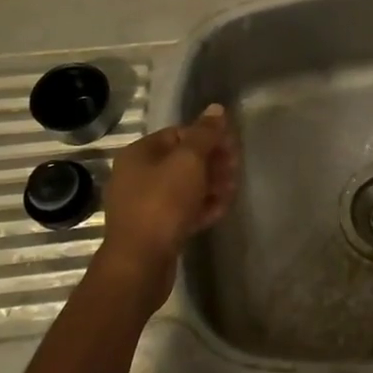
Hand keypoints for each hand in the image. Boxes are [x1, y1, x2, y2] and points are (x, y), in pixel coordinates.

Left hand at [97, 105, 237, 309]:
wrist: (139, 263)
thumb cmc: (163, 203)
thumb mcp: (189, 161)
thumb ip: (205, 133)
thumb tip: (216, 109)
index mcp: (140, 153)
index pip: (179, 133)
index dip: (208, 137)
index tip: (232, 148)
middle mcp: (137, 175)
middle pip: (182, 160)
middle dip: (212, 163)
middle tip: (235, 171)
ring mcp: (143, 204)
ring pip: (183, 187)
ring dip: (210, 185)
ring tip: (231, 192)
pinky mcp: (153, 229)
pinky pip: (180, 210)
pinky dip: (200, 207)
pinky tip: (220, 210)